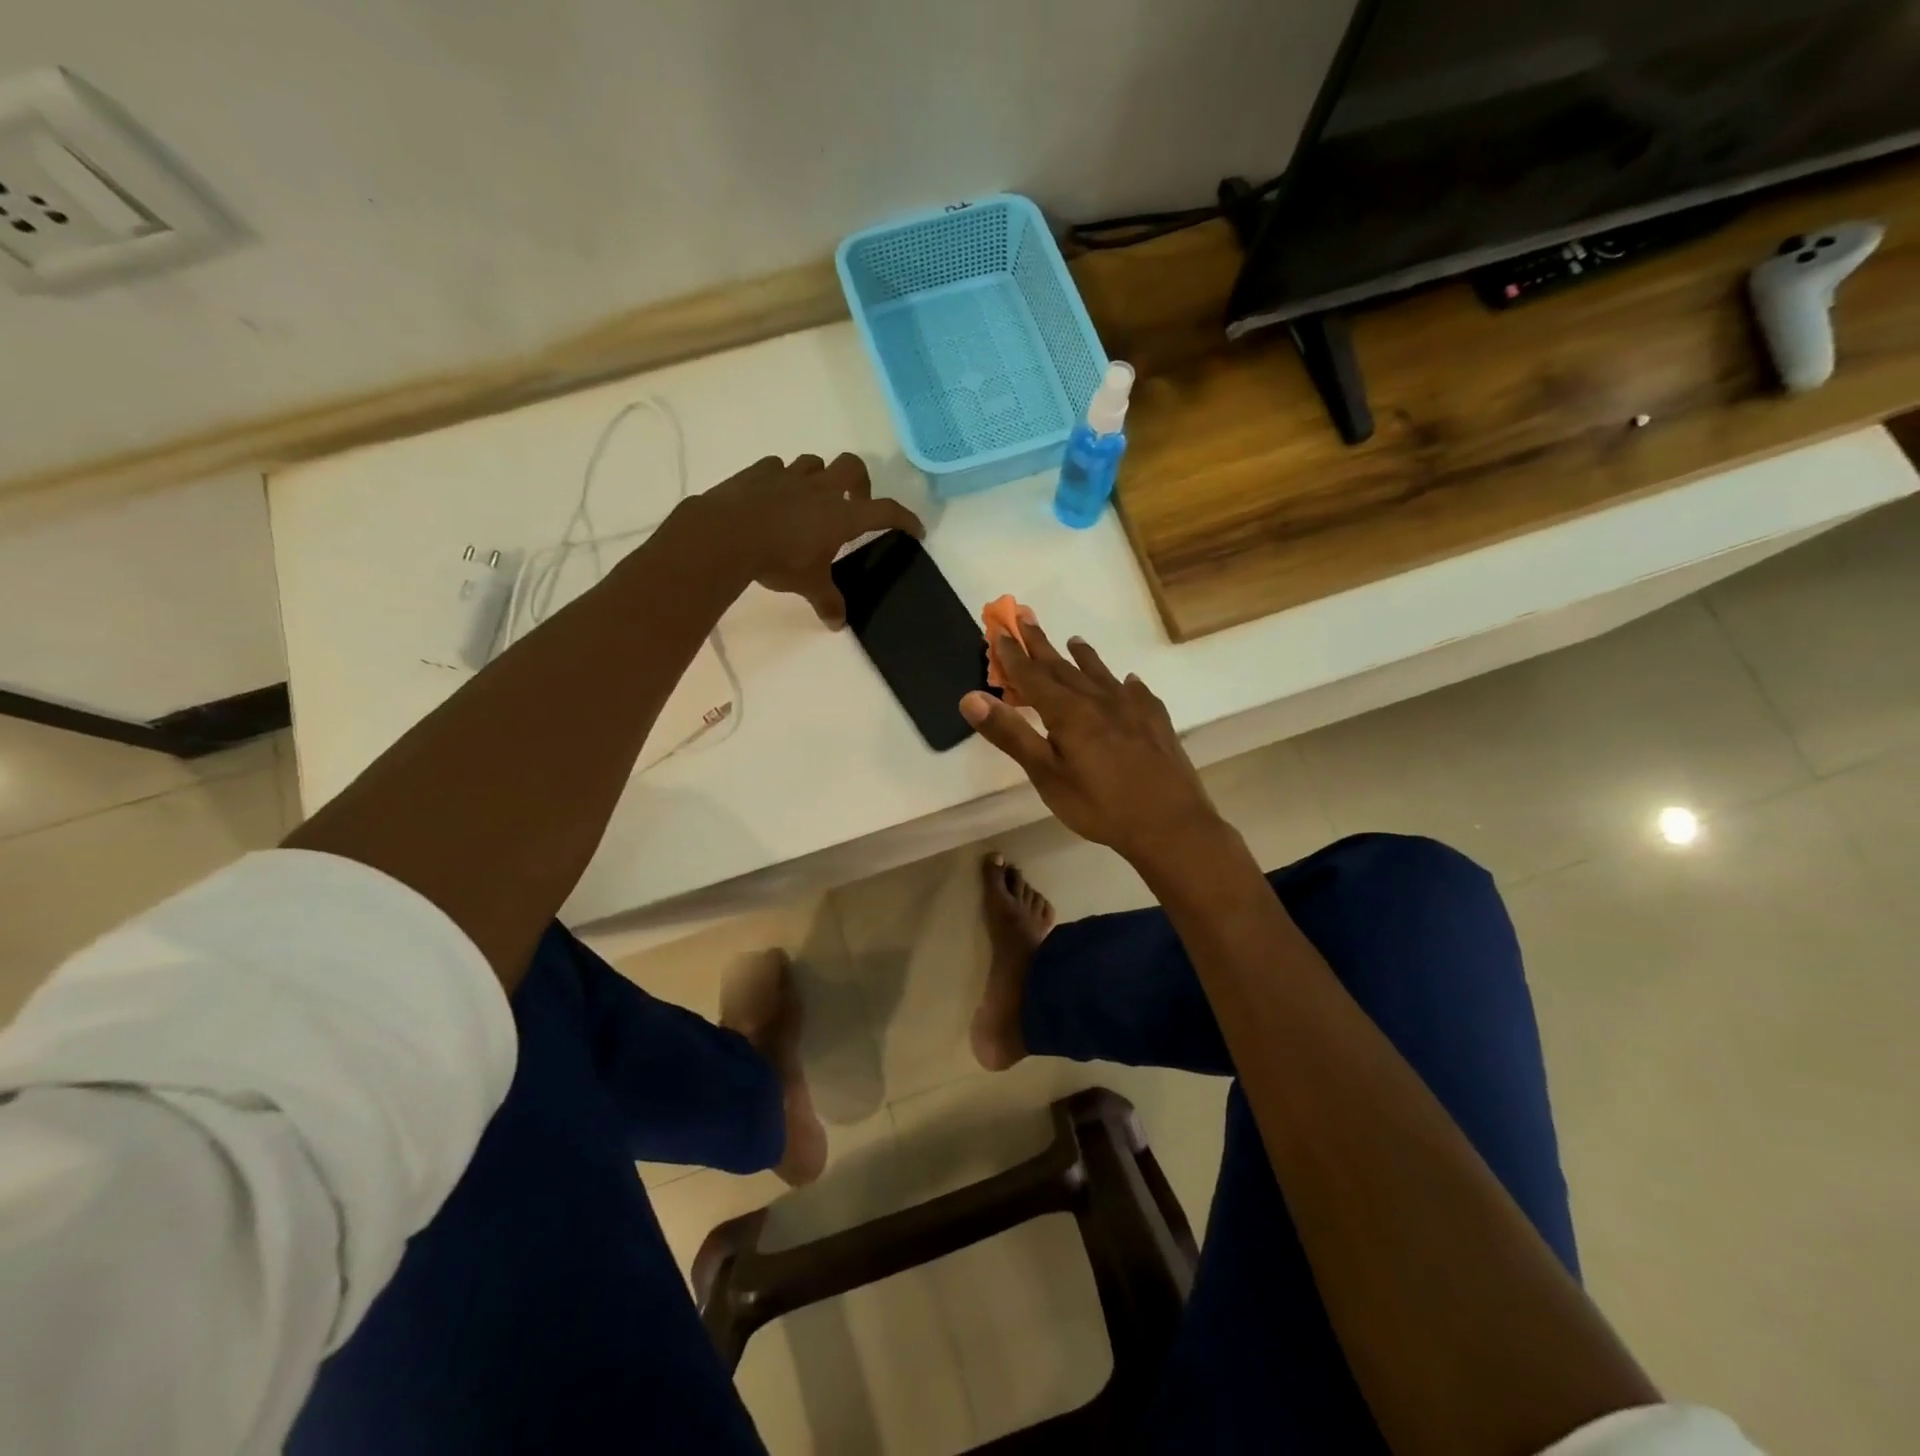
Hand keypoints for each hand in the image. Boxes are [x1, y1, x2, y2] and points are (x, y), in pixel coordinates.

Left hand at [697, 453, 922, 626]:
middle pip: (853, 466)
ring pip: (815, 462)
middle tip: (855, 503)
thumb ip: (827, 601)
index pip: (886, 511)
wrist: (726, 534)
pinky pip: (778, 467)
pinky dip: (782, 479)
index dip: (905, 518)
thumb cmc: (778, 560)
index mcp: (842, 515)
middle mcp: (821, 489)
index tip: (915, 529)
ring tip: (811, 500)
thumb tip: (837, 625)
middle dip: (861, 482)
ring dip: (820, 477)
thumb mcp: (808, 585)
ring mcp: (789, 476)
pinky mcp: (759, 472)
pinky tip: (774, 496)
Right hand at [960, 616, 1224, 865]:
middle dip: (1041, 644)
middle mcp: (1099, 700)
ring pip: (1101, 674)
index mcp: (1068, 713)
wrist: (1171, 824)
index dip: (1013, 654)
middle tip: (1025, 618)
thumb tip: (971, 698)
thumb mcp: (1047, 775)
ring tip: (1074, 641)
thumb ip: (1011, 735)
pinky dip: (1125, 683)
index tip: (999, 629)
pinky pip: (1137, 692)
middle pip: (1064, 667)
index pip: (1033, 675)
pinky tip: (1128, 682)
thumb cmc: (1100, 805)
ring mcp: (1132, 709)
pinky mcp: (1156, 722)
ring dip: (1083, 657)